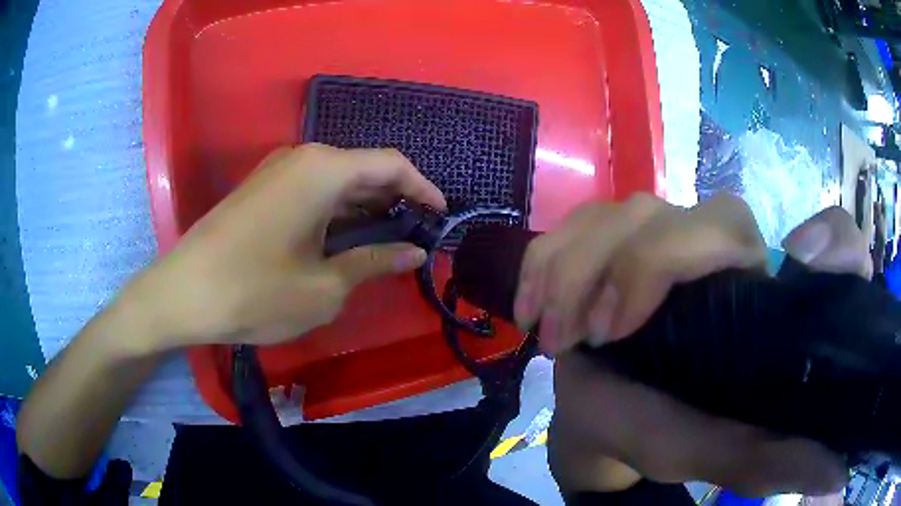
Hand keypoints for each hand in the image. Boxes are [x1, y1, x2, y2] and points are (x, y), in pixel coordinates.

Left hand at [123, 144, 445, 351]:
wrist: (182, 293)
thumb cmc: (255, 291)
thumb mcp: (324, 288)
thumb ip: (373, 263)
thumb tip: (413, 252)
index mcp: (323, 170)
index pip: (390, 164)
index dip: (422, 187)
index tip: (440, 215)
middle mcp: (302, 158)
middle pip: (363, 168)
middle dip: (395, 198)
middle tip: (418, 232)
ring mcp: (277, 171)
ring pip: (337, 180)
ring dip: (365, 206)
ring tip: (388, 239)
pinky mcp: (261, 189)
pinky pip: (312, 190)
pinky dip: (336, 210)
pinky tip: (345, 238)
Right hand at [540, 198, 867, 496]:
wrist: (603, 423)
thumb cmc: (668, 436)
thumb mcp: (725, 454)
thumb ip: (777, 459)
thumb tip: (835, 468)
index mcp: (765, 294)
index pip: (822, 238)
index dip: (826, 245)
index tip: (782, 273)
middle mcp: (726, 253)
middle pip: (698, 217)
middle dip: (641, 267)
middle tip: (596, 337)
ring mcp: (664, 235)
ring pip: (627, 210)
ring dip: (579, 270)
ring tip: (556, 336)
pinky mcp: (611, 239)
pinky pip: (577, 222)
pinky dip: (545, 261)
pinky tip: (530, 311)